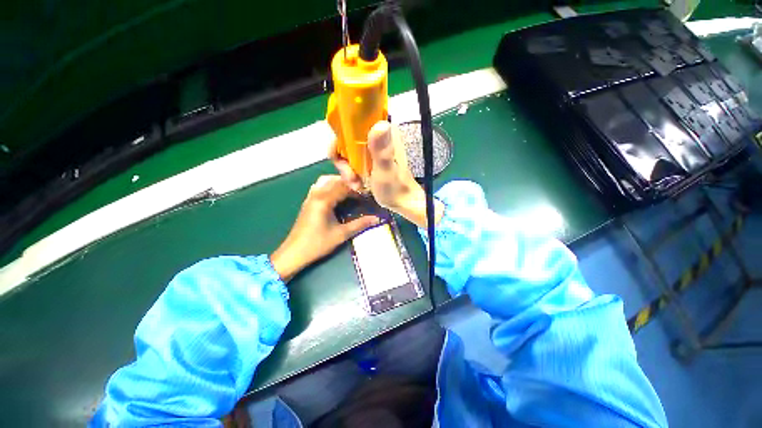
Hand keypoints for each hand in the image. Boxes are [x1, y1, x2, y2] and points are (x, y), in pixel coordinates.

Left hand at [270, 175, 378, 281]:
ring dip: (339, 183)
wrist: (294, 253)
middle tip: (361, 192)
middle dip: (349, 184)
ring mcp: (310, 197)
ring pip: (326, 181)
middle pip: (335, 180)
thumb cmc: (318, 244)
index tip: (368, 195)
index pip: (344, 186)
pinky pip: (320, 187)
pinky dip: (330, 186)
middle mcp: (316, 194)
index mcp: (324, 200)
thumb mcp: (341, 234)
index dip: (357, 189)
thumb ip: (360, 224)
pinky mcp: (308, 202)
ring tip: (350, 192)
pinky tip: (337, 196)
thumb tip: (377, 219)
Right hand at [330, 121, 443, 227]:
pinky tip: (357, 184)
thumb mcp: (386, 170)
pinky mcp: (370, 157)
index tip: (339, 157)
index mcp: (384, 132)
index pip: (353, 120)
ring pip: (347, 150)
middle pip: (346, 137)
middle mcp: (377, 135)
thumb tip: (379, 124)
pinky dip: (351, 172)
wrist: (401, 201)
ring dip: (346, 168)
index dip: (341, 136)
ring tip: (355, 184)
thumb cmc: (395, 187)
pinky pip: (352, 159)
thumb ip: (382, 150)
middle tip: (350, 176)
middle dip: (342, 159)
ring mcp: (373, 147)